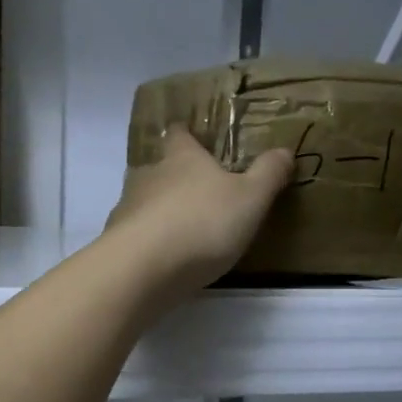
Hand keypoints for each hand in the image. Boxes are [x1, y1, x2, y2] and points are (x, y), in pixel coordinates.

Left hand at [105, 128, 293, 301]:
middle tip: (193, 190)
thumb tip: (284, 150)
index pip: (180, 134)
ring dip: (157, 210)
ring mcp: (127, 208)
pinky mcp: (116, 241)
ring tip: (177, 227)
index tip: (191, 134)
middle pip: (158, 168)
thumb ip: (268, 174)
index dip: (186, 133)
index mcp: (182, 158)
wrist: (145, 267)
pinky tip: (159, 257)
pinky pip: (133, 234)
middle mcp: (149, 175)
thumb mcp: (251, 198)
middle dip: (173, 176)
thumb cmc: (204, 222)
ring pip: (142, 201)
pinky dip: (145, 240)